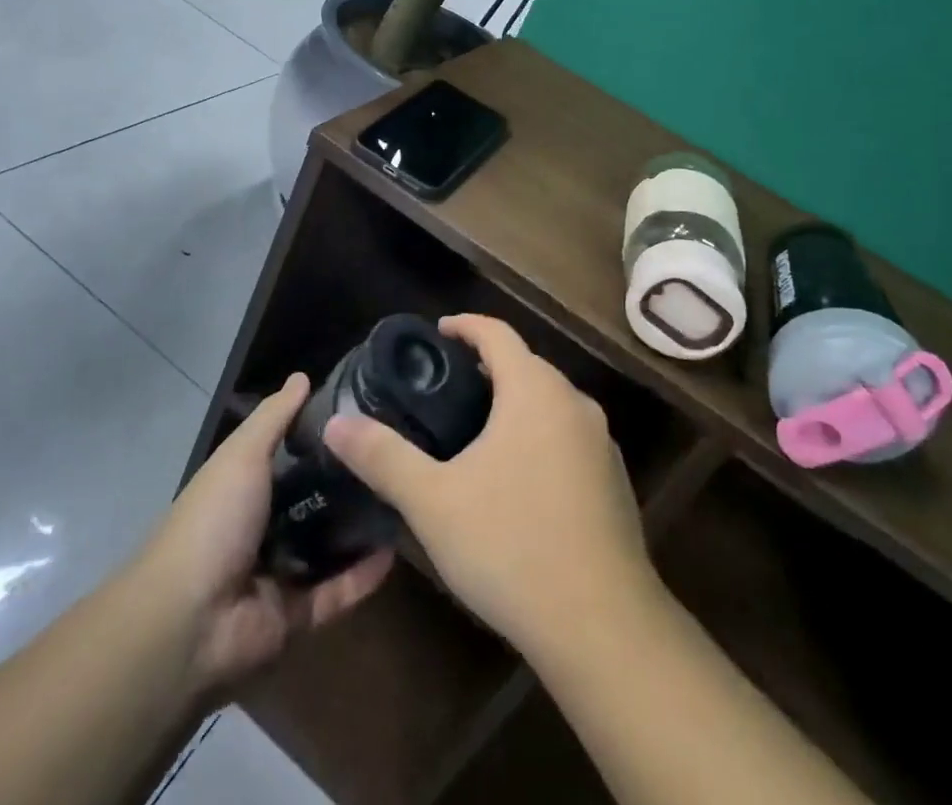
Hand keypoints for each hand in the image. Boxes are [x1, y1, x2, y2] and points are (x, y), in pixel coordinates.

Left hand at [140, 374, 393, 698]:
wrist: (187, 621)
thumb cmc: (214, 521)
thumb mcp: (242, 454)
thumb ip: (275, 417)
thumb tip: (302, 376)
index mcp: (245, 488)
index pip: (290, 455)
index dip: (324, 436)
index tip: (366, 415)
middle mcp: (262, 527)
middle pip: (314, 499)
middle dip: (350, 482)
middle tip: (396, 456)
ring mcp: (279, 572)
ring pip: (330, 546)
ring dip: (362, 528)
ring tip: (404, 498)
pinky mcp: (296, 614)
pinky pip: (337, 591)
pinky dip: (364, 575)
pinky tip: (397, 549)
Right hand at [323, 314, 654, 659]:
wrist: (602, 625)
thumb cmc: (511, 545)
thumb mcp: (433, 501)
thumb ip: (383, 456)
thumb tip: (336, 424)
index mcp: (535, 390)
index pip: (497, 333)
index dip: (465, 326)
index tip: (437, 333)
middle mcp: (574, 403)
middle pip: (526, 366)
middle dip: (487, 368)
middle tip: (445, 390)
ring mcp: (601, 442)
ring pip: (550, 404)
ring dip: (514, 405)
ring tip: (476, 432)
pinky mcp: (614, 481)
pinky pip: (568, 438)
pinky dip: (539, 438)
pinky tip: (517, 480)